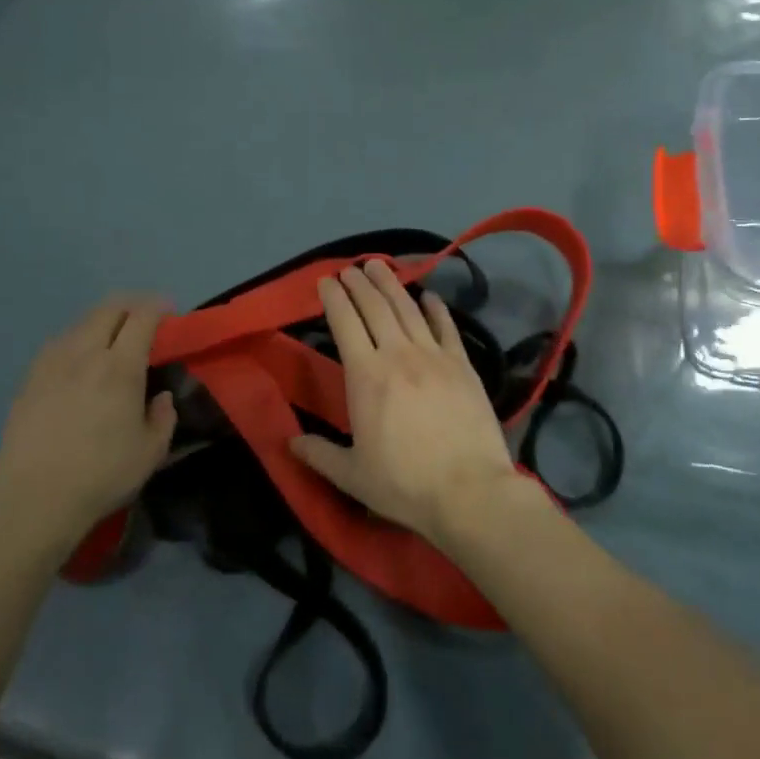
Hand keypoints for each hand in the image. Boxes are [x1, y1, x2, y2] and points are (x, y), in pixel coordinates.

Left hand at [0, 295, 177, 562]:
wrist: (35, 500)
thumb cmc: (102, 475)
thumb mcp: (151, 452)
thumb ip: (163, 417)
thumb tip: (160, 397)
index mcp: (120, 367)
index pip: (141, 318)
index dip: (158, 307)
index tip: (169, 311)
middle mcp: (84, 354)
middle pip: (108, 309)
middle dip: (130, 305)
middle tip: (144, 318)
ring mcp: (51, 364)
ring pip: (80, 323)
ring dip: (102, 321)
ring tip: (112, 339)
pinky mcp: (29, 379)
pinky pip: (58, 344)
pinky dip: (77, 341)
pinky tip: (79, 362)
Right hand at [289, 261, 540, 544]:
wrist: (470, 491)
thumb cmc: (404, 485)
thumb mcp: (352, 476)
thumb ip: (319, 454)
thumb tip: (289, 443)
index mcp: (365, 376)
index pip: (344, 323)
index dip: (334, 298)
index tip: (326, 280)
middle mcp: (398, 355)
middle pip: (375, 307)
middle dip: (359, 283)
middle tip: (350, 268)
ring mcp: (434, 356)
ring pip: (408, 309)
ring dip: (392, 284)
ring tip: (379, 266)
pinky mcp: (463, 365)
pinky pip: (446, 327)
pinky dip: (435, 308)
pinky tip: (428, 296)